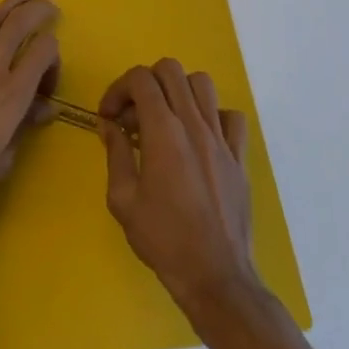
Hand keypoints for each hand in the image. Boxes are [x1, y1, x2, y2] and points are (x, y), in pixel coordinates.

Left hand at [0, 0, 59, 230]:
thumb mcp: (2, 159)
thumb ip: (24, 125)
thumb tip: (46, 107)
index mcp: (13, 94)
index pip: (43, 51)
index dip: (53, 55)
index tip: (48, 76)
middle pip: (19, 24)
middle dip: (38, 10)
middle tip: (48, 7)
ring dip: (10, 4)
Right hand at [100, 58, 258, 310]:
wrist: (216, 277)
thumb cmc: (164, 240)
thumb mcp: (123, 200)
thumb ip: (115, 154)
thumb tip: (109, 126)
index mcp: (164, 132)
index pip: (140, 79)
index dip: (118, 89)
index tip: (109, 117)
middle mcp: (194, 124)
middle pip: (171, 70)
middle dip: (146, 83)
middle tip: (134, 116)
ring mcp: (221, 138)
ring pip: (202, 84)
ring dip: (179, 92)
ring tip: (166, 120)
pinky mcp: (239, 157)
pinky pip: (230, 117)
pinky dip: (212, 117)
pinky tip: (199, 139)